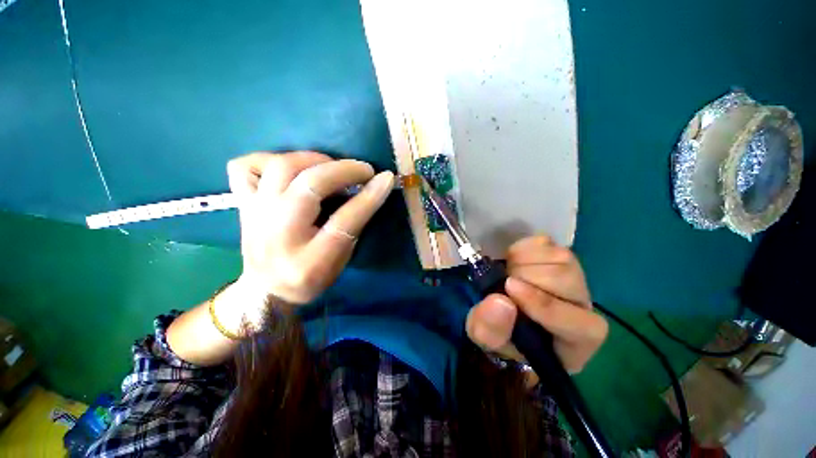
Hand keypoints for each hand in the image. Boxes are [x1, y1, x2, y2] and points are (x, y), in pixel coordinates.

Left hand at [226, 151, 393, 314]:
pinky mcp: (242, 204)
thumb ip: (354, 225)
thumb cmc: (311, 278)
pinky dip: (269, 158)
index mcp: (310, 259)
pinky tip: (289, 169)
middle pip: (310, 186)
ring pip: (280, 167)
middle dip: (343, 170)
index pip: (345, 220)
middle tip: (363, 170)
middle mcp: (279, 235)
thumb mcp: (341, 260)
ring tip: (331, 166)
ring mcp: (255, 215)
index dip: (369, 196)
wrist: (266, 289)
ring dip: (314, 159)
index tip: (386, 178)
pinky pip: (245, 166)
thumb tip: (371, 188)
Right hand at [466, 236, 607, 373]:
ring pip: (559, 258)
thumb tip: (499, 300)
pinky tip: (512, 261)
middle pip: (567, 281)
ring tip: (507, 273)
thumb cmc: (501, 334)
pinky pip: (544, 242)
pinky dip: (521, 248)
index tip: (509, 288)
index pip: (580, 324)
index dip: (545, 306)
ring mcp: (573, 276)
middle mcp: (582, 306)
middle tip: (503, 283)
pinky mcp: (557, 255)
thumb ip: (489, 329)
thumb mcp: (486, 339)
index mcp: (575, 340)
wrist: (503, 310)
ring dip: (521, 262)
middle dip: (525, 276)